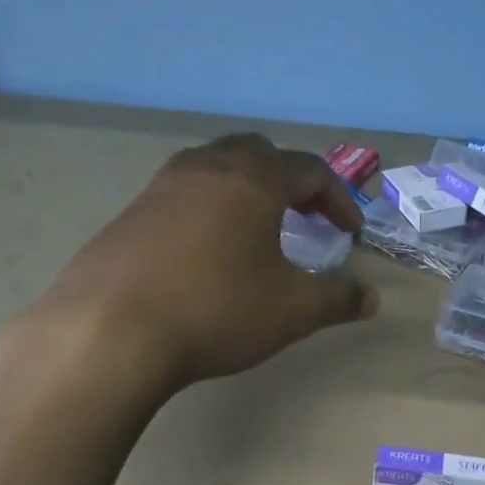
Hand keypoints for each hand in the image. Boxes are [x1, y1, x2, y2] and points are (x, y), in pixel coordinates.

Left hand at [6, 133, 378, 393]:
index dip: (339, 200)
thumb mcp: (292, 311)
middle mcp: (207, 167)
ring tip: (257, 230)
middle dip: (291, 182)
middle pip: (259, 154)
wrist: (113, 330)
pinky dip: (209, 211)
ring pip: (215, 169)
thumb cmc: (217, 310)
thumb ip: (337, 299)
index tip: (351, 235)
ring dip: (246, 191)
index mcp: (253, 180)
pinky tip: (207, 253)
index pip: (311, 171)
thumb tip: (372, 298)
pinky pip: (182, 196)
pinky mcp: (130, 214)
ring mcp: (161, 186)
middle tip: (306, 217)